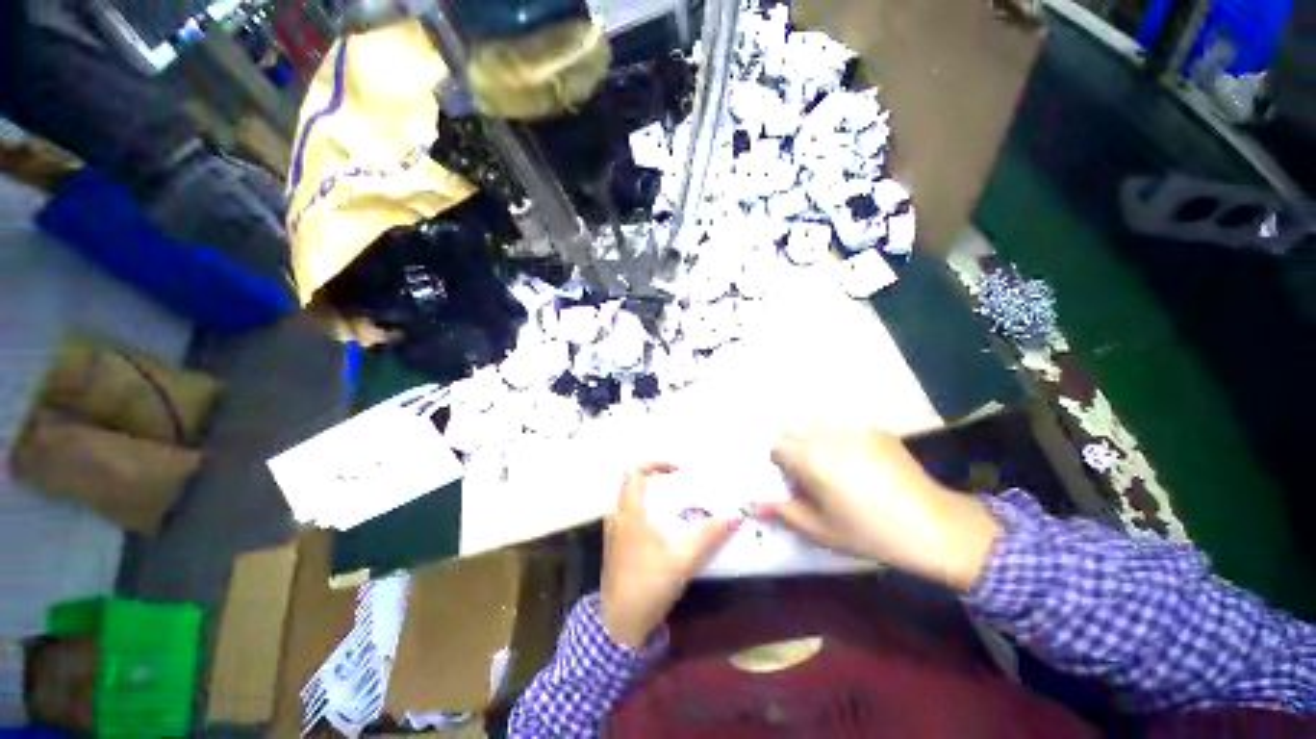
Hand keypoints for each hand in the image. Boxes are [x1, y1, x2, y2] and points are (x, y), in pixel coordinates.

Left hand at [601, 463, 739, 648]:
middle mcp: (618, 517)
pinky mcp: (615, 547)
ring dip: (649, 496)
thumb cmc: (648, 586)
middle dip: (655, 479)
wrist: (619, 625)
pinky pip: (628, 516)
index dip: (656, 464)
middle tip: (678, 485)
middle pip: (632, 484)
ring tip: (673, 504)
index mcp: (630, 513)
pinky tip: (661, 529)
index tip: (677, 470)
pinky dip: (644, 511)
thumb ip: (709, 537)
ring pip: (629, 501)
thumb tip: (735, 517)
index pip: (636, 473)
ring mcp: (614, 532)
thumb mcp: (683, 561)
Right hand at [765, 428, 1000, 591]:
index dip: (780, 463)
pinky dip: (839, 438)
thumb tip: (753, 506)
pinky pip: (844, 427)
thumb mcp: (820, 529)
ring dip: (813, 439)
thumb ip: (783, 513)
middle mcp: (826, 435)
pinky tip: (859, 462)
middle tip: (808, 473)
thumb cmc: (869, 532)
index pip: (777, 446)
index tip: (793, 480)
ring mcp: (853, 428)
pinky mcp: (875, 429)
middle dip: (792, 446)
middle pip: (793, 429)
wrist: (932, 525)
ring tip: (832, 465)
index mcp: (809, 458)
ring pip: (817, 424)